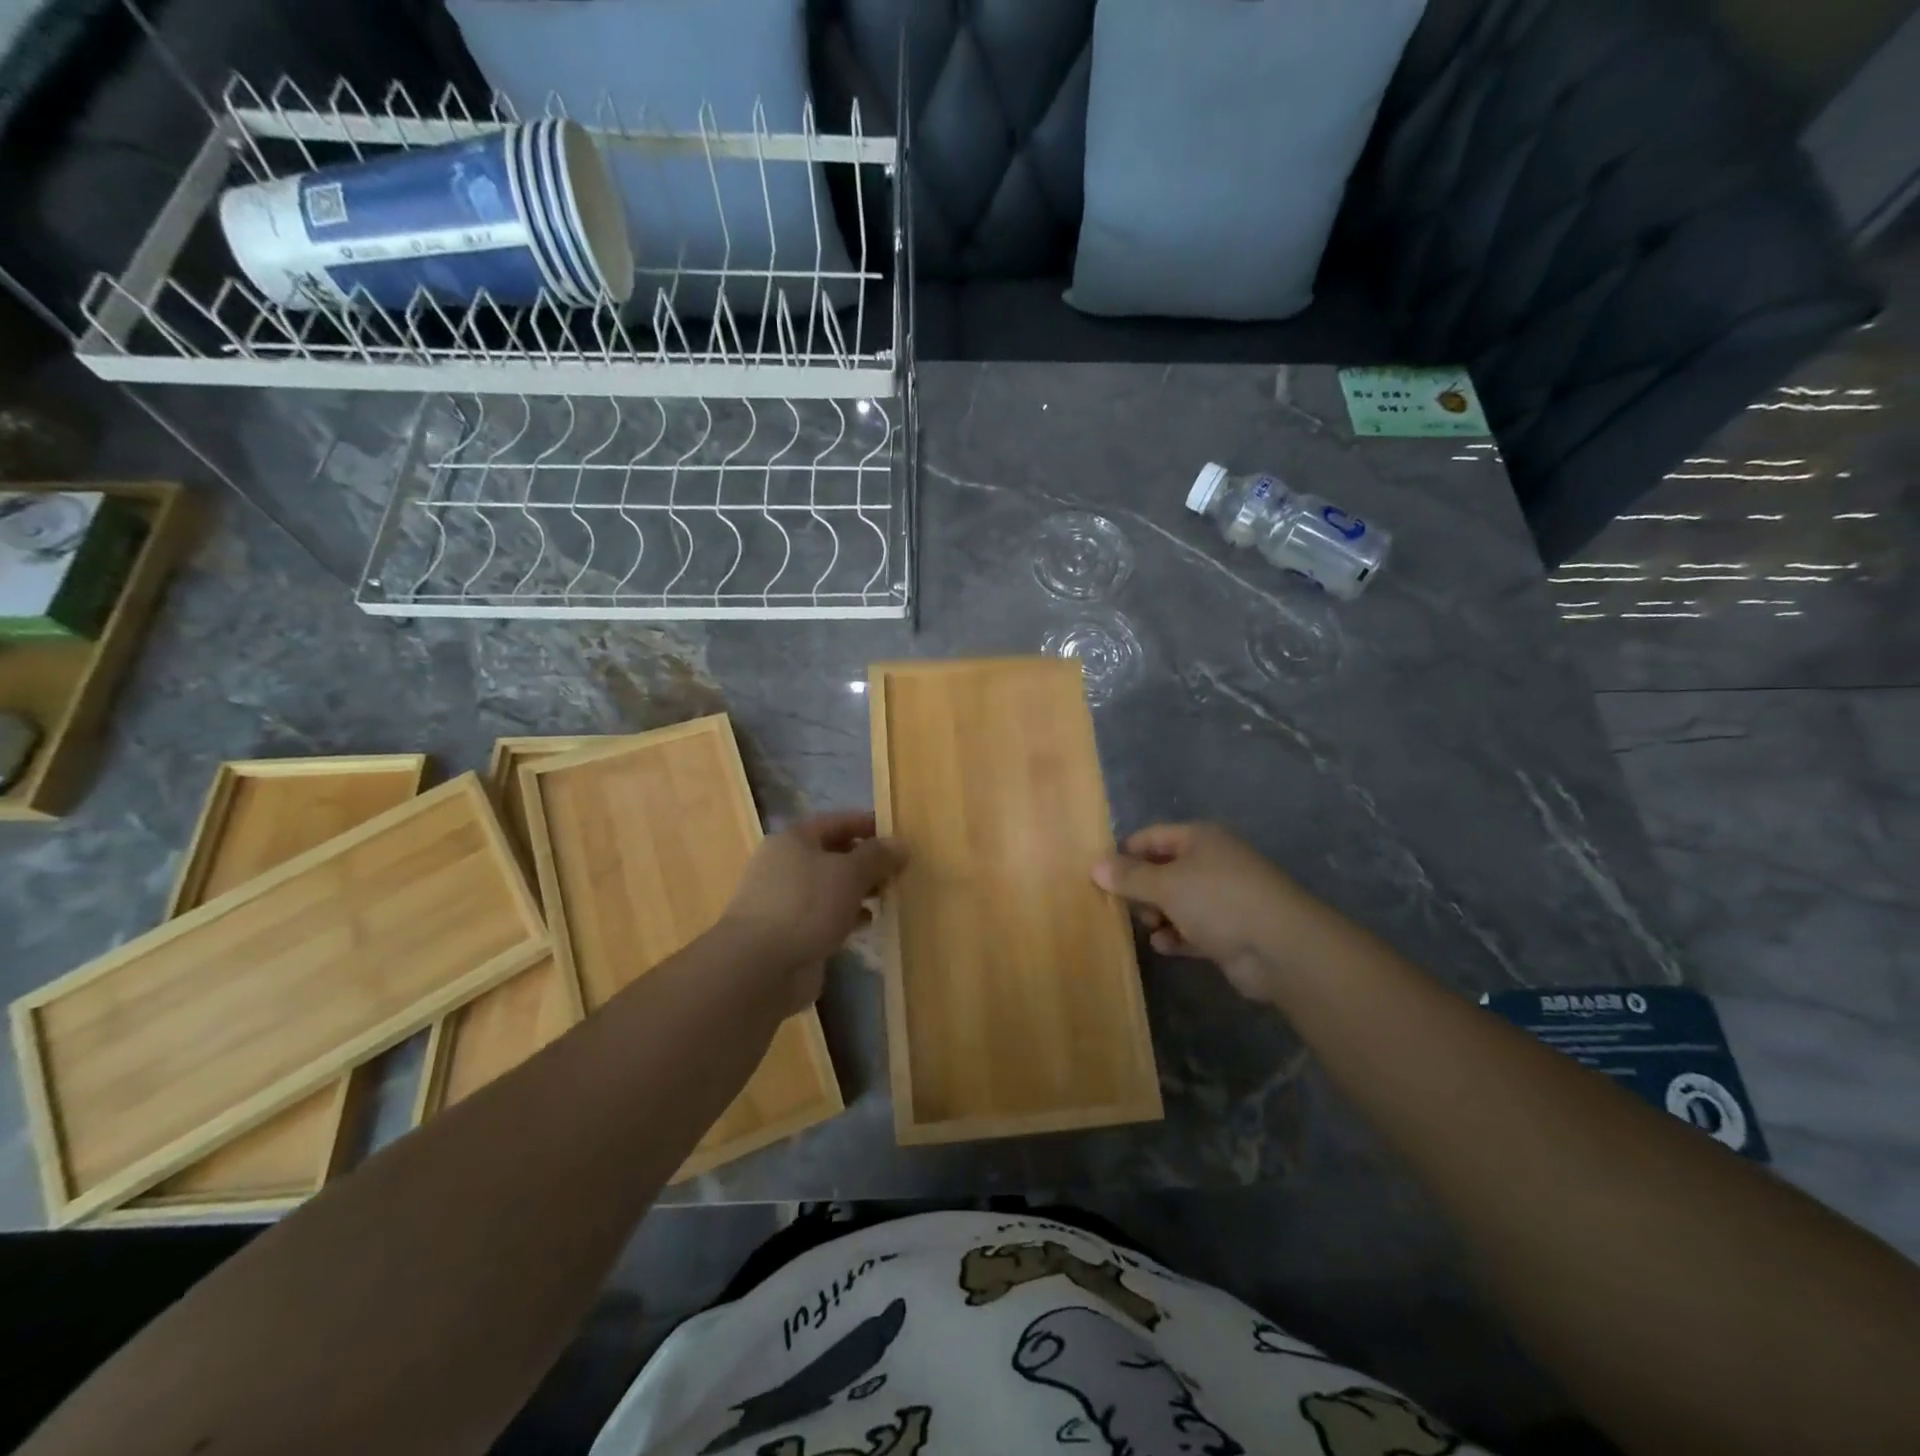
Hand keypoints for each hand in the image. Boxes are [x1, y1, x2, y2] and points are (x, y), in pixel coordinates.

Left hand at [718, 810, 906, 1010]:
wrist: (759, 966)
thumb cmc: (805, 905)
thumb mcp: (849, 873)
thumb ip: (877, 857)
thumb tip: (901, 844)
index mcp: (794, 840)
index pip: (835, 822)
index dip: (865, 824)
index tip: (894, 834)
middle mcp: (784, 865)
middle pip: (831, 854)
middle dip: (864, 861)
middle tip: (896, 870)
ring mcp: (784, 901)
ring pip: (829, 887)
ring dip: (857, 890)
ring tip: (886, 896)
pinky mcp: (788, 932)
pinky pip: (824, 915)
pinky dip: (846, 916)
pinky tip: (866, 924)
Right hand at [1093, 823, 1329, 1001]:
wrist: (1281, 948)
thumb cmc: (1219, 900)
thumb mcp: (1166, 885)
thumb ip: (1129, 877)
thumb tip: (1095, 866)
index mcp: (1200, 839)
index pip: (1151, 837)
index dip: (1125, 852)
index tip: (1100, 874)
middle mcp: (1212, 863)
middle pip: (1163, 870)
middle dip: (1141, 889)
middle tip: (1122, 906)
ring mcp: (1223, 898)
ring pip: (1177, 902)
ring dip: (1158, 915)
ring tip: (1148, 927)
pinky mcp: (1229, 931)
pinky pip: (1193, 929)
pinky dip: (1177, 936)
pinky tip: (1164, 946)